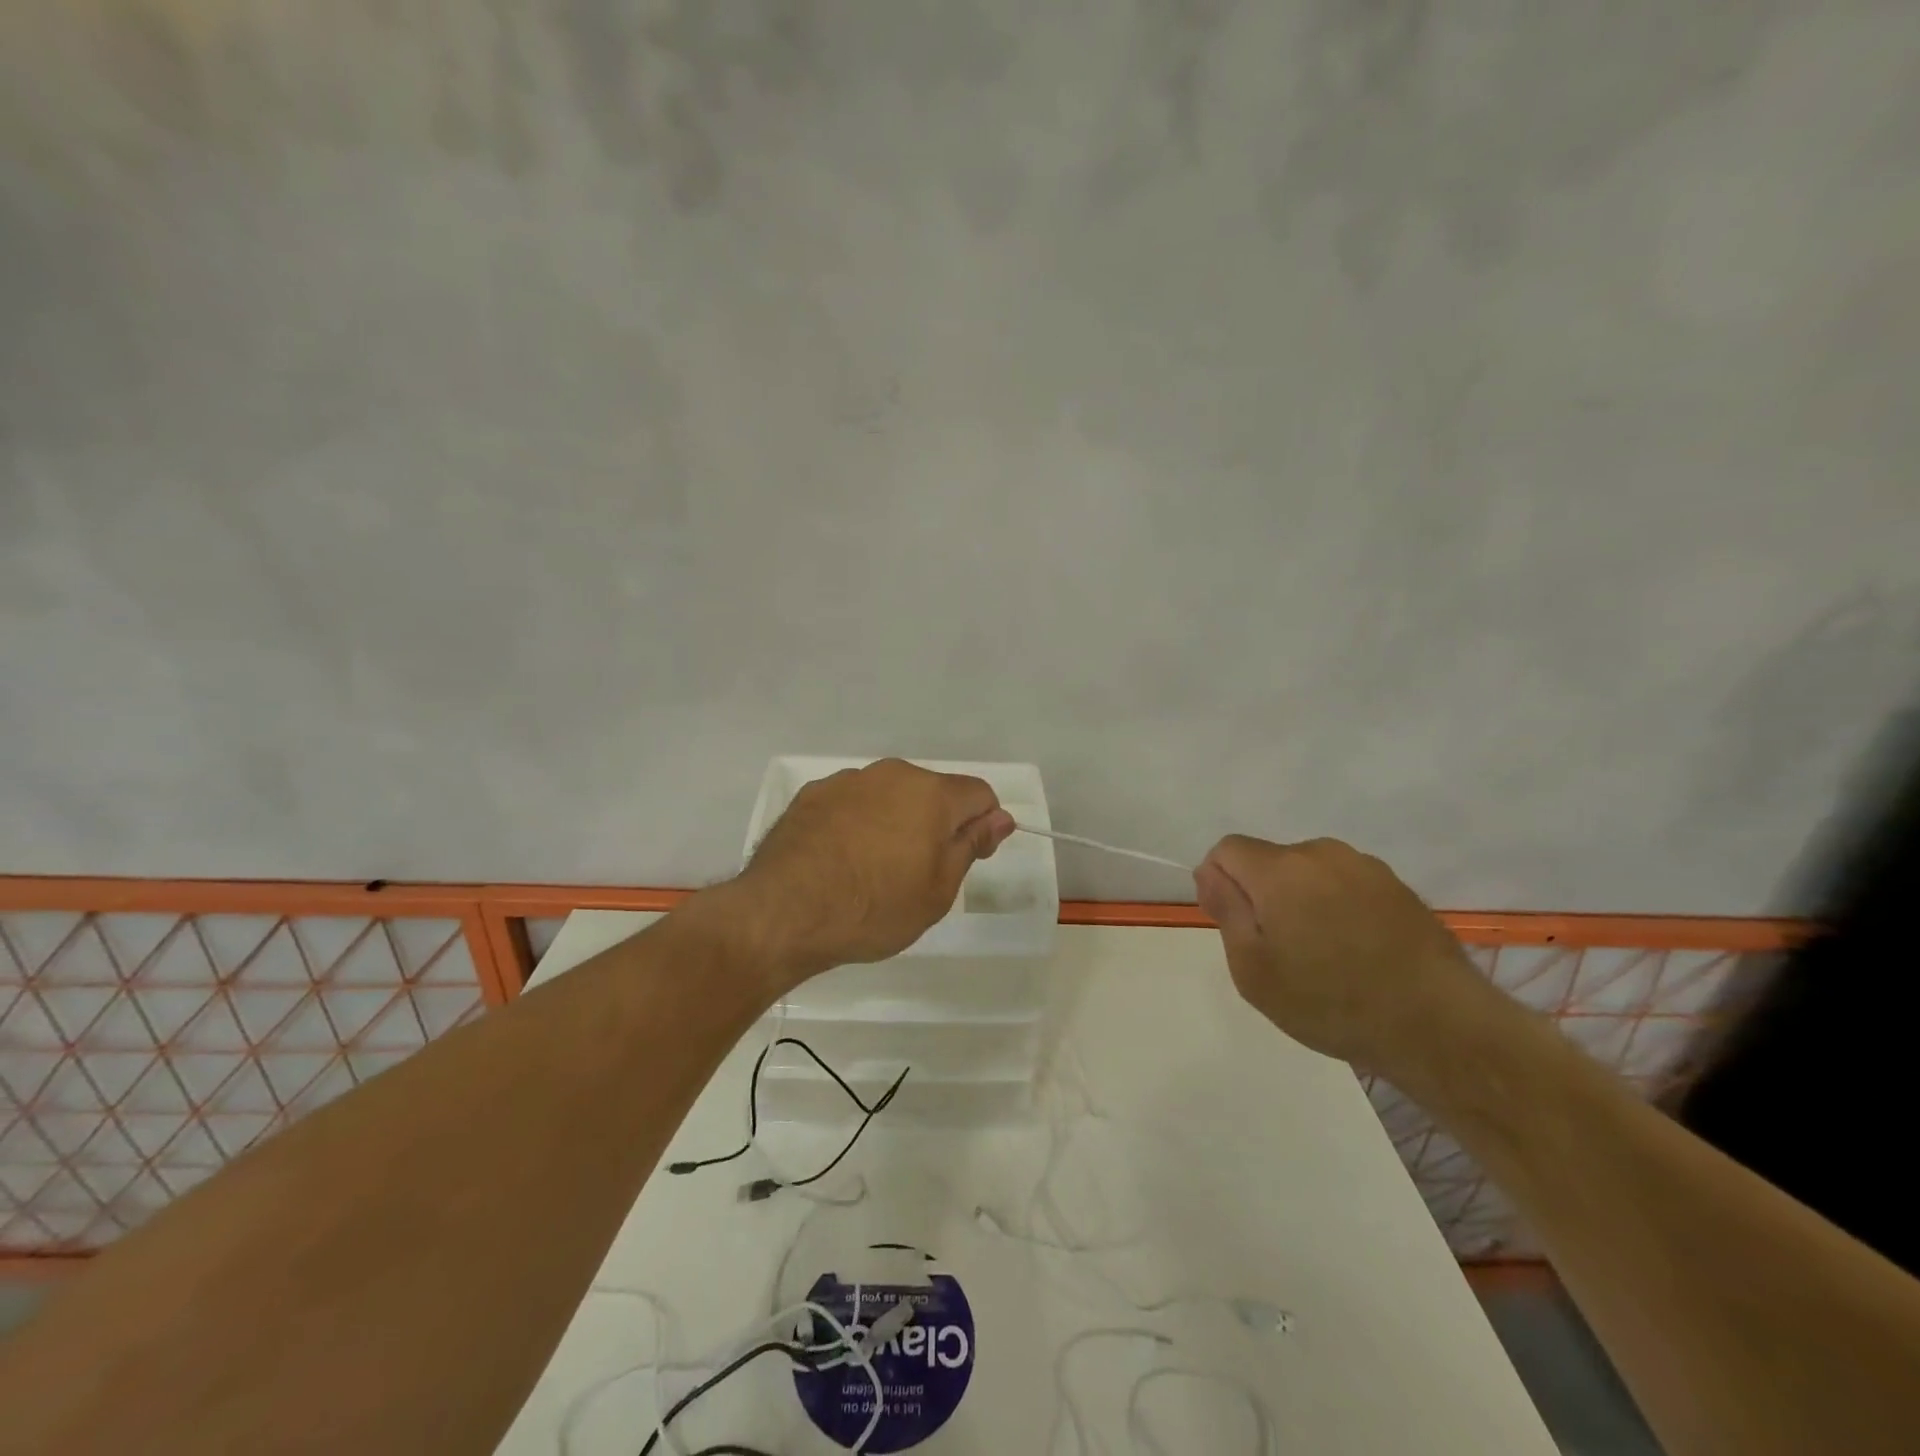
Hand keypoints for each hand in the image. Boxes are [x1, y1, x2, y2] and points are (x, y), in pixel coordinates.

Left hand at [731, 759, 1015, 983]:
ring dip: (893, 821)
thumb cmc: (874, 908)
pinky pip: (852, 803)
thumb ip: (971, 845)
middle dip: (935, 823)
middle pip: (932, 792)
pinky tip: (839, 860)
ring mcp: (848, 781)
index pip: (979, 794)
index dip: (982, 825)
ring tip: (871, 870)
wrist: (783, 913)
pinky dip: (856, 824)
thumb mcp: (938, 890)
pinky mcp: (812, 794)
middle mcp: (891, 774)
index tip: (966, 858)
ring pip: (889, 795)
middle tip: (916, 873)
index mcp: (931, 793)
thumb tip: (1001, 817)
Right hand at [1193, 835, 1498, 1078]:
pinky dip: (1339, 907)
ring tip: (1324, 956)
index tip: (1237, 926)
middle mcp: (1321, 853)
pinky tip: (1358, 952)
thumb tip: (1208, 871)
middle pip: (1270, 860)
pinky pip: (1346, 884)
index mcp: (1280, 869)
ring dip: (1303, 899)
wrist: (1440, 1026)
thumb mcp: (1254, 970)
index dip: (1220, 882)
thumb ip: (1226, 910)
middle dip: (1263, 894)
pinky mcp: (1398, 886)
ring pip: (1309, 872)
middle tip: (1281, 952)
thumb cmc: (1331, 1002)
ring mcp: (1365, 867)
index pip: (1227, 849)